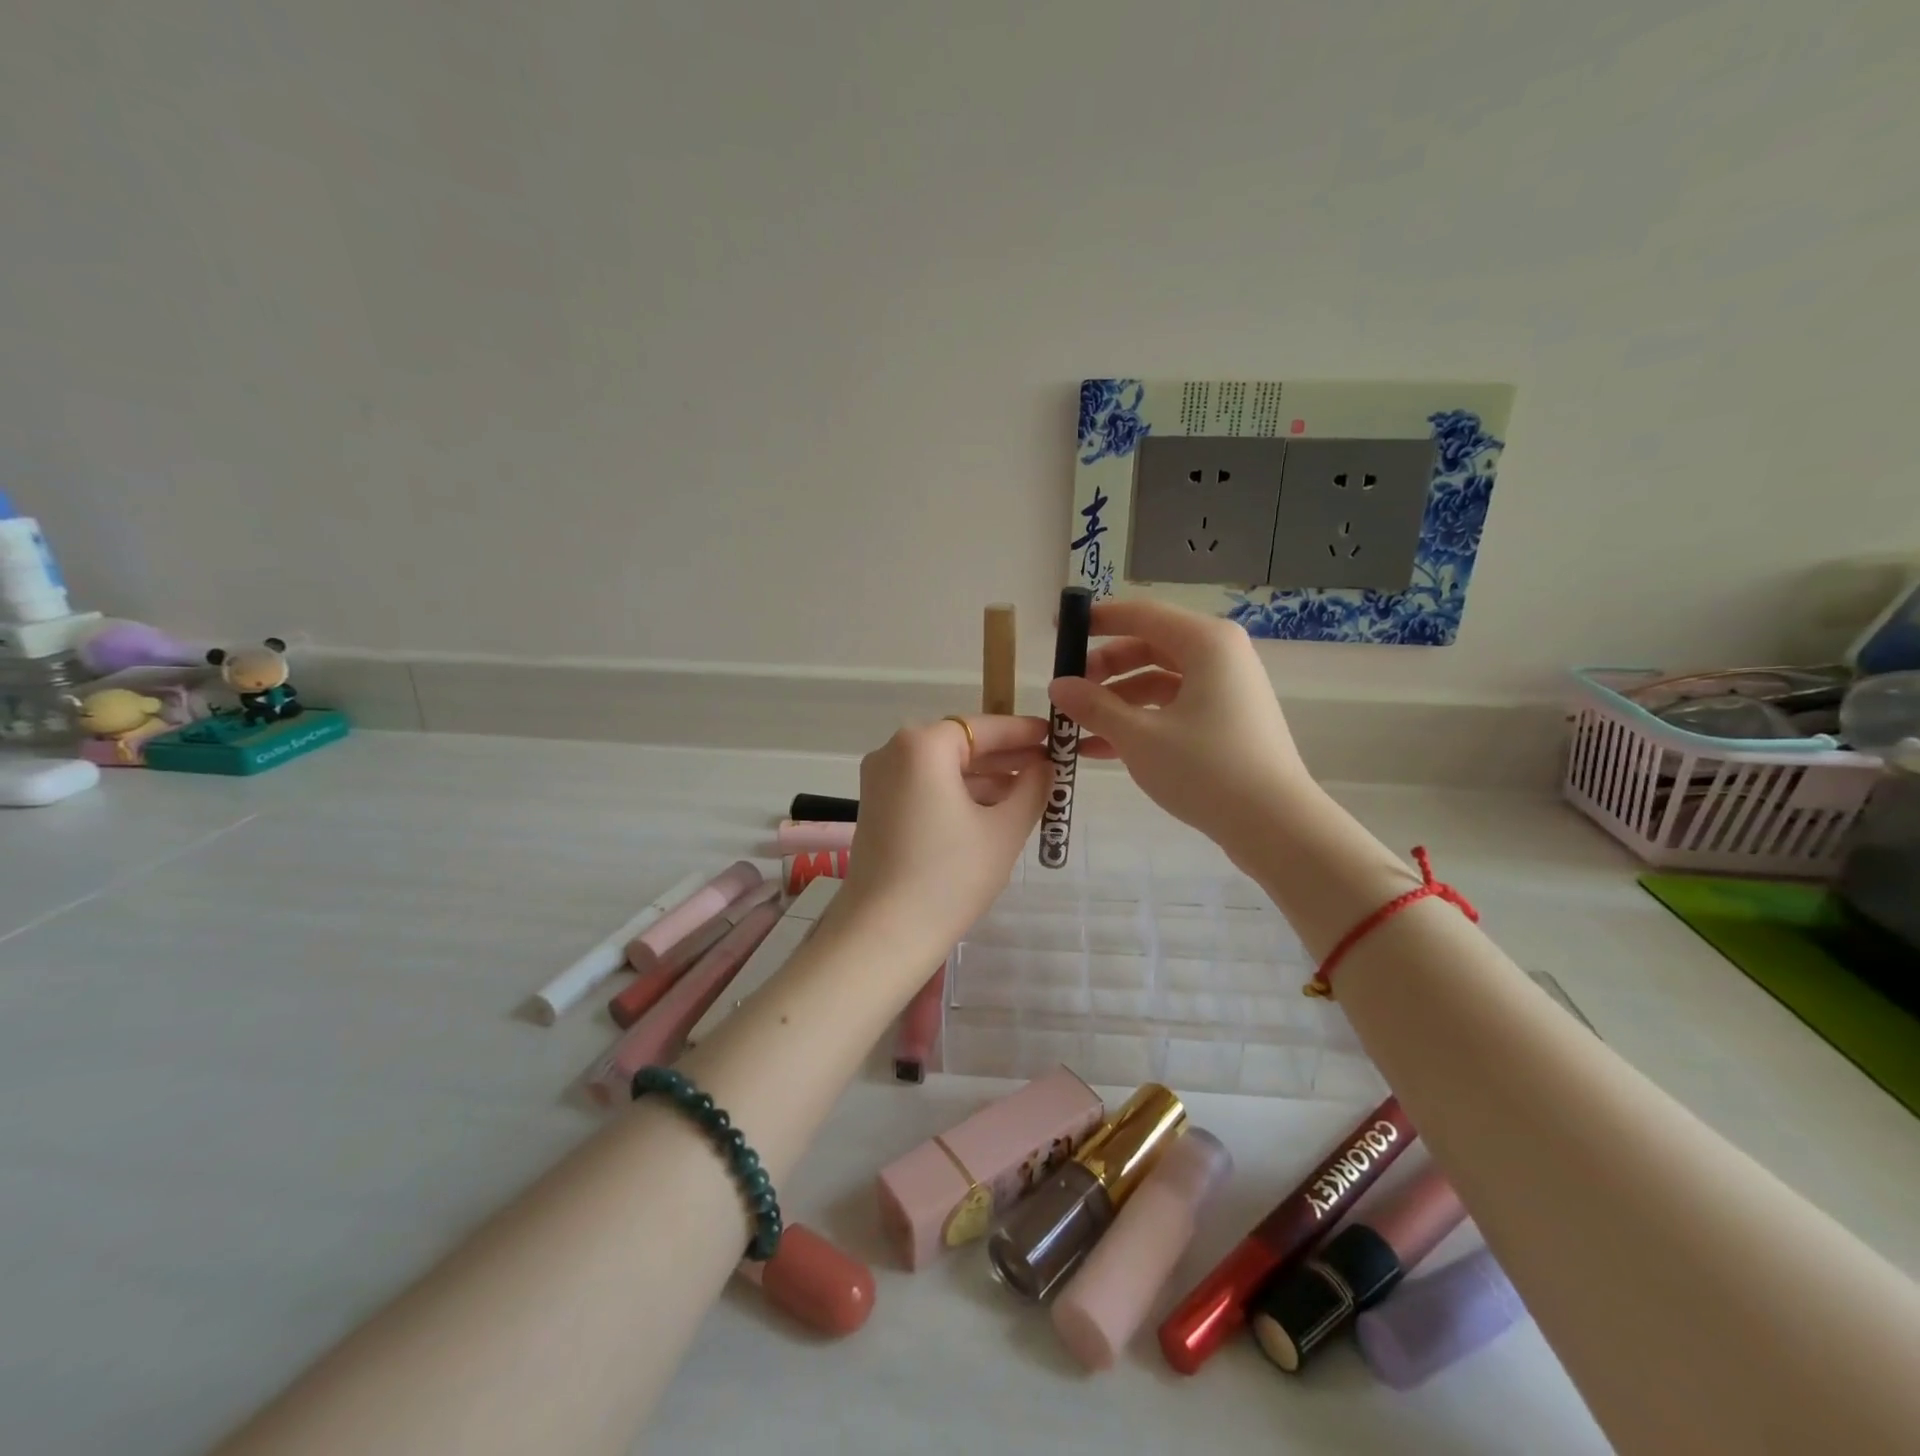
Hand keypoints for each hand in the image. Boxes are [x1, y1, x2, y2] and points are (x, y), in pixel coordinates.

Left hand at [834, 714, 1050, 962]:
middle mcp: (893, 752)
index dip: (1022, 732)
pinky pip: (925, 788)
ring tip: (1027, 794)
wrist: (884, 934)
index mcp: (922, 746)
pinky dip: (957, 794)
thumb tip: (1045, 767)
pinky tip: (990, 813)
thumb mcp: (1004, 830)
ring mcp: (879, 781)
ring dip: (983, 778)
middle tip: (1047, 767)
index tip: (1053, 736)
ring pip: (942, 768)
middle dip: (1004, 757)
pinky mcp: (876, 809)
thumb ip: (1032, 789)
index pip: (982, 726)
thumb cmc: (950, 876)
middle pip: (959, 744)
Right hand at [1048, 600, 1313, 853]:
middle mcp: (1220, 656)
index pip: (1140, 614)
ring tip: (1077, 727)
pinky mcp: (1226, 721)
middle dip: (1103, 669)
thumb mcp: (1139, 737)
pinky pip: (1173, 708)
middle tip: (1066, 691)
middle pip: (1148, 646)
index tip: (1058, 630)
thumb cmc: (1205, 769)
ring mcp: (1226, 690)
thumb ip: (1094, 706)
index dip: (1095, 620)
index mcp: (1205, 643)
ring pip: (1158, 681)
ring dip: (1116, 701)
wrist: (1275, 826)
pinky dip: (1139, 721)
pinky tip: (1100, 749)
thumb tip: (1057, 685)